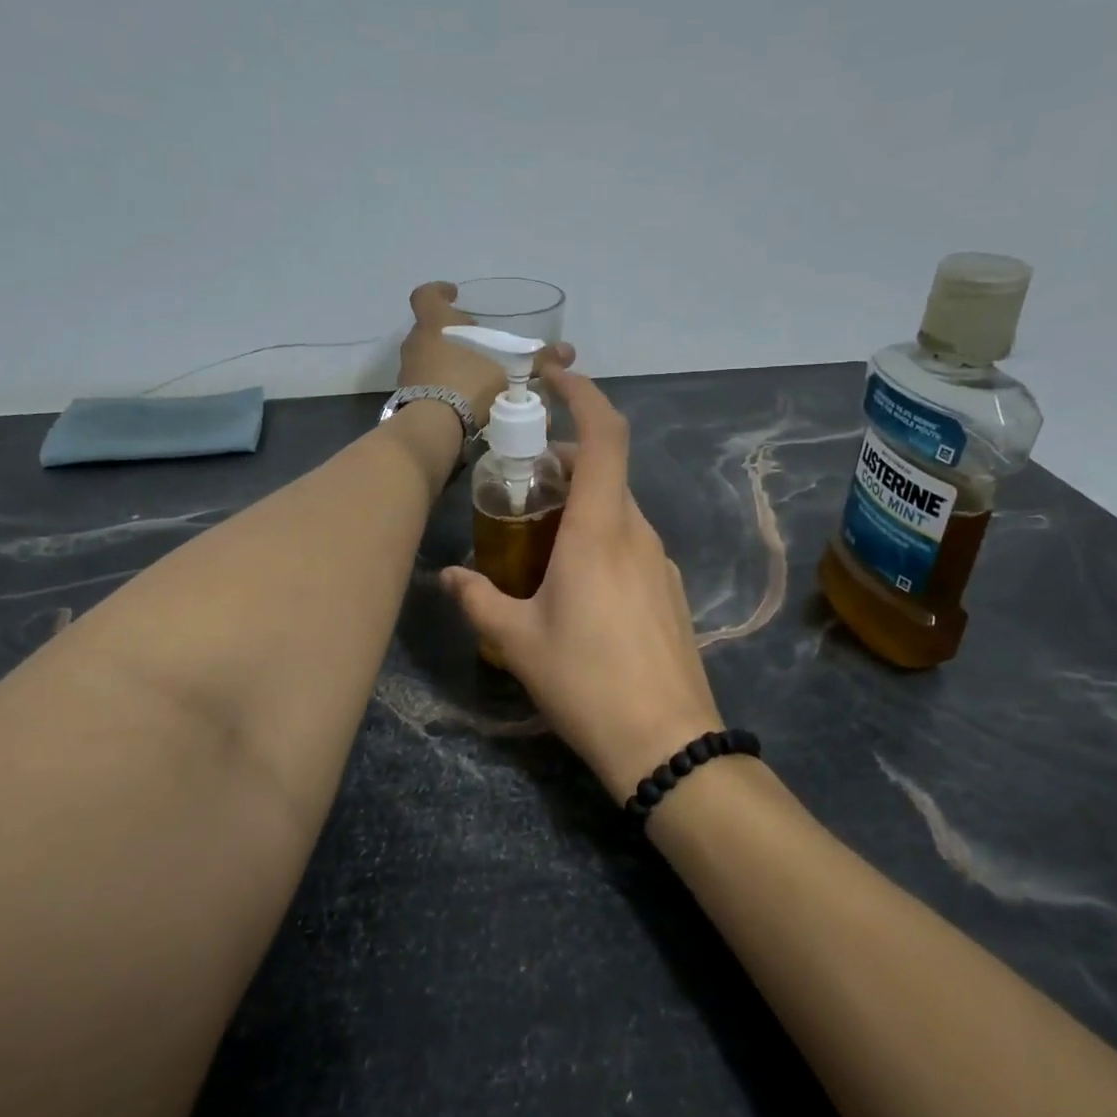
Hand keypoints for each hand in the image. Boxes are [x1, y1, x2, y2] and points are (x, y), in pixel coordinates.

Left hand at [398, 282, 574, 425]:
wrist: (433, 427)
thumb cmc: (467, 384)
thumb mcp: (508, 371)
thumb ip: (536, 360)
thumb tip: (569, 350)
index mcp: (434, 323)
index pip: (426, 295)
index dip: (439, 291)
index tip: (454, 294)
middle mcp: (415, 342)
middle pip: (431, 329)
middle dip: (453, 334)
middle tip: (477, 343)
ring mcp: (407, 371)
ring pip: (428, 357)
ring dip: (447, 362)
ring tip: (474, 375)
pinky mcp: (406, 397)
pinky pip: (426, 384)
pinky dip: (442, 387)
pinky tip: (463, 399)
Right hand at [440, 366, 723, 800]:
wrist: (667, 741)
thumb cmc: (586, 682)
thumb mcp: (516, 640)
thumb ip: (477, 598)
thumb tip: (447, 575)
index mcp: (600, 529)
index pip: (604, 435)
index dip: (582, 393)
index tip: (553, 374)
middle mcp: (637, 532)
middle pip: (605, 469)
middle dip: (563, 460)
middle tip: (518, 481)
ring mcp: (660, 561)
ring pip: (617, 508)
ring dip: (580, 502)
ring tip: (536, 536)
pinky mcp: (669, 589)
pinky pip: (630, 542)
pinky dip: (600, 535)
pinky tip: (573, 582)